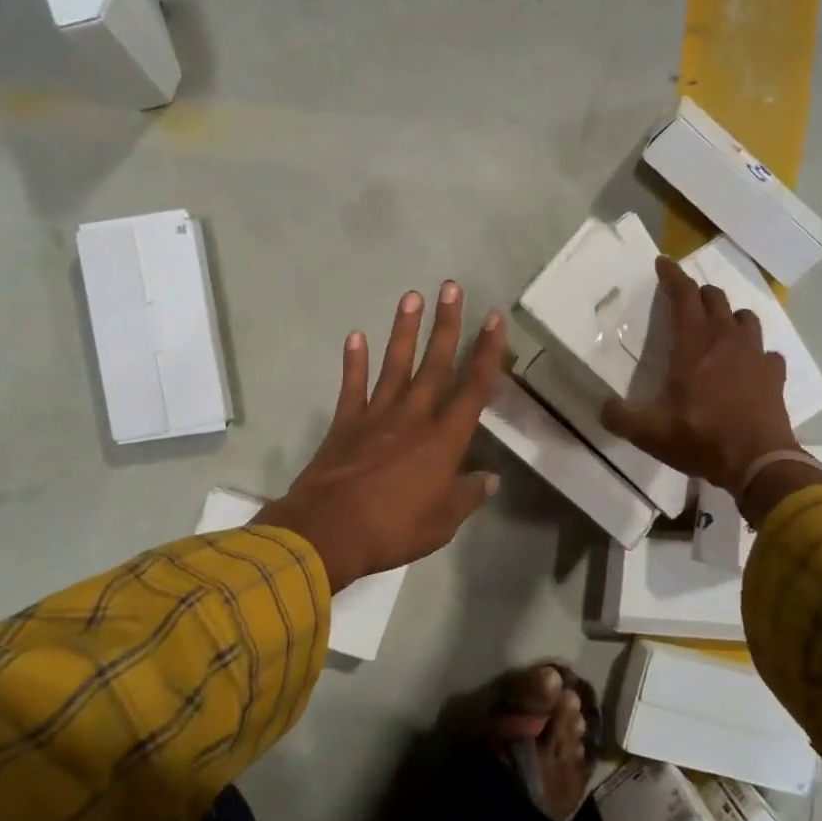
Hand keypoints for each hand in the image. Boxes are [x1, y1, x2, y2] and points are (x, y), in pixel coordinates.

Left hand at [255, 282, 507, 590]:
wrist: (327, 533)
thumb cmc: (392, 529)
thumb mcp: (442, 523)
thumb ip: (467, 495)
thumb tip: (489, 478)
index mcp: (443, 440)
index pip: (473, 389)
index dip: (486, 353)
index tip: (494, 318)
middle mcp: (413, 417)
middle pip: (435, 364)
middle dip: (447, 324)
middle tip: (452, 287)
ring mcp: (376, 416)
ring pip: (395, 365)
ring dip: (405, 330)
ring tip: (412, 296)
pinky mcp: (345, 424)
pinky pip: (352, 387)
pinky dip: (354, 362)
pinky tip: (355, 336)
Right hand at [600, 256, 803, 494]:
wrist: (757, 461)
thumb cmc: (699, 437)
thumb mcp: (648, 432)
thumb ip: (620, 417)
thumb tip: (603, 408)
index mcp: (693, 342)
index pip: (683, 294)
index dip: (672, 275)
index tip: (663, 263)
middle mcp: (726, 338)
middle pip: (715, 299)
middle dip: (699, 294)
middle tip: (686, 302)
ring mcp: (755, 354)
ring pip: (745, 318)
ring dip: (730, 317)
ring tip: (719, 329)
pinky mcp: (775, 375)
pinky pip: (767, 353)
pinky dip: (756, 354)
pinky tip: (749, 367)